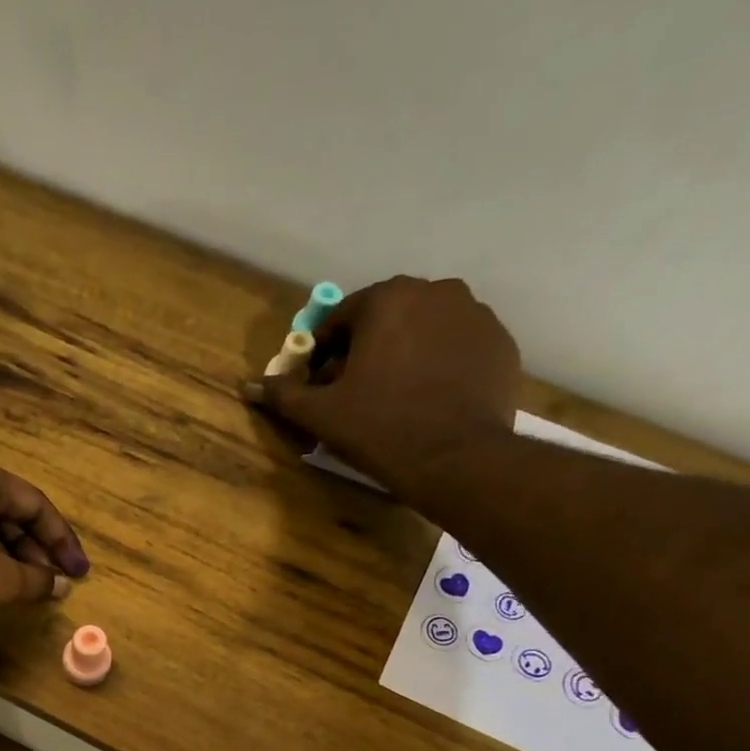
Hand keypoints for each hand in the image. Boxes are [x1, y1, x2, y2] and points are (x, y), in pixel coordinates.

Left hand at [0, 455, 88, 638]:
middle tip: (51, 582)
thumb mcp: (1, 582)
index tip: (77, 572)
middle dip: (33, 550)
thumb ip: (37, 579)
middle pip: (4, 512)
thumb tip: (60, 584)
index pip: (34, 503)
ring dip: (5, 556)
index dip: (62, 541)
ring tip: (21, 588)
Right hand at [248, 276, 522, 483]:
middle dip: (365, 350)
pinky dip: (438, 365)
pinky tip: (428, 400)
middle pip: (385, 319)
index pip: (341, 318)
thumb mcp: (320, 415)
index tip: (321, 385)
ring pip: (423, 330)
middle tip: (355, 394)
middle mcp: (435, 291)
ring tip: (394, 398)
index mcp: (387, 300)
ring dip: (403, 354)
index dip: (324, 353)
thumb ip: (284, 394)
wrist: (455, 459)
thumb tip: (250, 386)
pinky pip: (456, 347)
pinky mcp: (500, 342)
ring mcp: (475, 314)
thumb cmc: (379, 428)